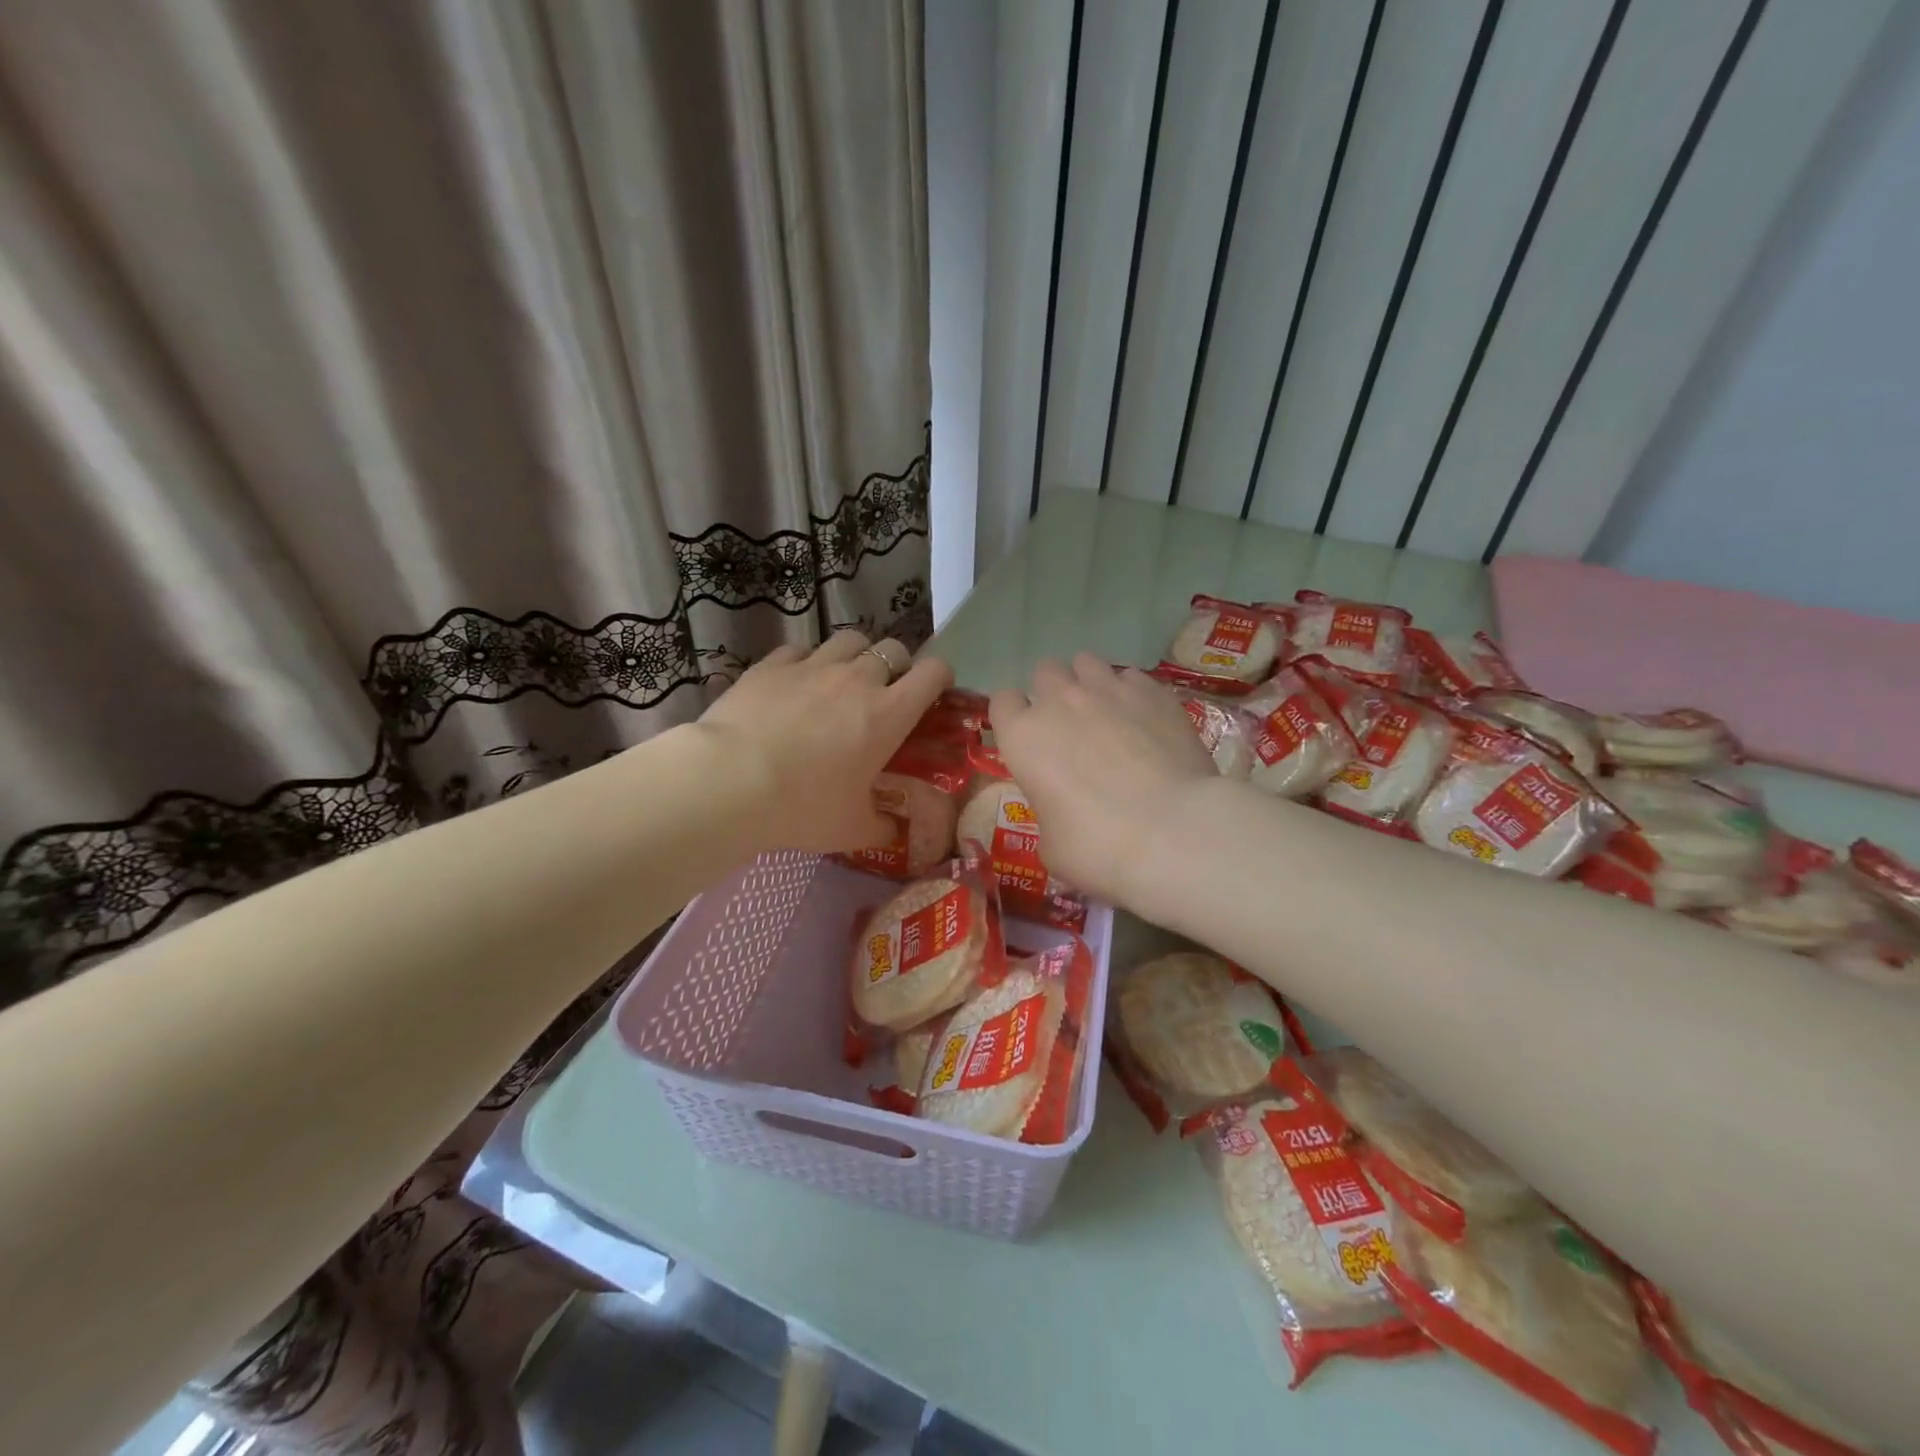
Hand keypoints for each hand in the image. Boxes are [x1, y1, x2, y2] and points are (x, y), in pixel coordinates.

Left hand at [697, 631, 953, 853]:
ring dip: (855, 656)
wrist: (732, 781)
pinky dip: (807, 661)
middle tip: (884, 692)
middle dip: (897, 665)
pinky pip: (801, 649)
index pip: (933, 673)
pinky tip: (795, 681)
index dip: (940, 677)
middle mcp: (858, 679)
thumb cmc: (804, 806)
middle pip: (892, 649)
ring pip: (849, 640)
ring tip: (842, 679)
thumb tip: (893, 832)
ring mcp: (813, 666)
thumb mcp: (851, 829)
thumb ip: (880, 828)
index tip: (935, 692)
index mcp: (889, 714)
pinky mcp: (772, 664)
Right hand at [991, 653, 1216, 910]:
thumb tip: (1062, 806)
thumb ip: (1047, 809)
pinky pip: (1131, 677)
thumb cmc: (1099, 848)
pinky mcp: (1153, 692)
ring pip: (1086, 662)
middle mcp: (1060, 701)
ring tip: (1105, 712)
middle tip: (1069, 727)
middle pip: (1044, 672)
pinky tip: (1144, 719)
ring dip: (1088, 682)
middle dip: (1051, 693)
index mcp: (1023, 737)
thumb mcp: (1051, 845)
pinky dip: (1131, 693)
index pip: (1002, 702)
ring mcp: (1109, 690)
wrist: (1174, 834)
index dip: (1013, 718)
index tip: (1027, 739)